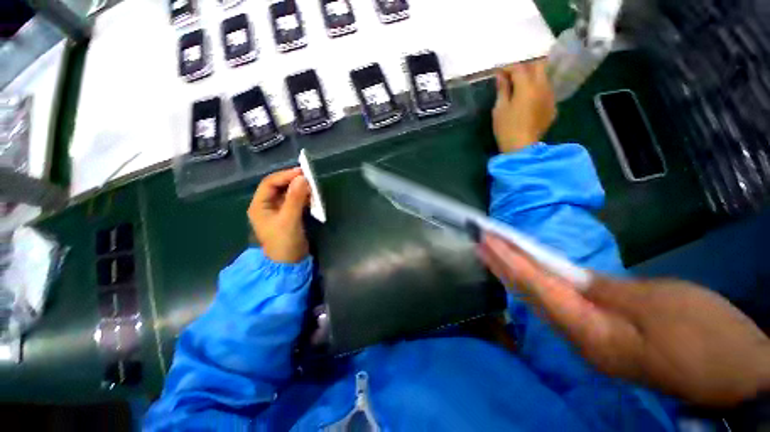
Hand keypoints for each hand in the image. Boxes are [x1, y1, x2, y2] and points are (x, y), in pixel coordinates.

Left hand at [248, 168, 310, 262]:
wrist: (290, 263)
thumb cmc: (284, 242)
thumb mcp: (289, 219)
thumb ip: (295, 199)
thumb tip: (302, 178)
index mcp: (260, 205)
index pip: (269, 183)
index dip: (285, 176)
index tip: (302, 172)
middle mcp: (267, 206)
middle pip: (279, 187)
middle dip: (293, 182)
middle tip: (309, 179)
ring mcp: (278, 211)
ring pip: (288, 194)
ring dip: (300, 189)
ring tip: (312, 188)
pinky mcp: (289, 216)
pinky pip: (295, 201)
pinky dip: (304, 198)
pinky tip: (312, 198)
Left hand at [478, 234, 769, 406]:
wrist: (739, 373)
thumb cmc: (705, 336)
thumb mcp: (657, 303)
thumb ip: (603, 288)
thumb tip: (567, 276)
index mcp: (589, 330)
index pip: (535, 286)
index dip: (509, 261)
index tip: (487, 241)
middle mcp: (579, 338)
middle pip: (530, 294)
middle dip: (503, 266)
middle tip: (481, 244)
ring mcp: (590, 341)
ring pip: (540, 301)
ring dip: (516, 275)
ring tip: (494, 255)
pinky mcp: (604, 339)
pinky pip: (559, 307)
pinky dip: (538, 287)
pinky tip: (528, 277)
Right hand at [492, 59, 556, 152]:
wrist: (522, 148)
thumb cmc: (507, 129)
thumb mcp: (500, 109)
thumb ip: (502, 89)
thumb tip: (501, 75)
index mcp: (527, 86)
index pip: (519, 68)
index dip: (508, 67)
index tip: (498, 72)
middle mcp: (543, 86)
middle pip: (538, 65)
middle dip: (525, 66)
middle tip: (513, 75)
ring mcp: (550, 97)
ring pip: (544, 77)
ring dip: (533, 77)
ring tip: (520, 86)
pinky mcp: (552, 107)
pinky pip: (546, 91)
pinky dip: (538, 90)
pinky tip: (529, 100)